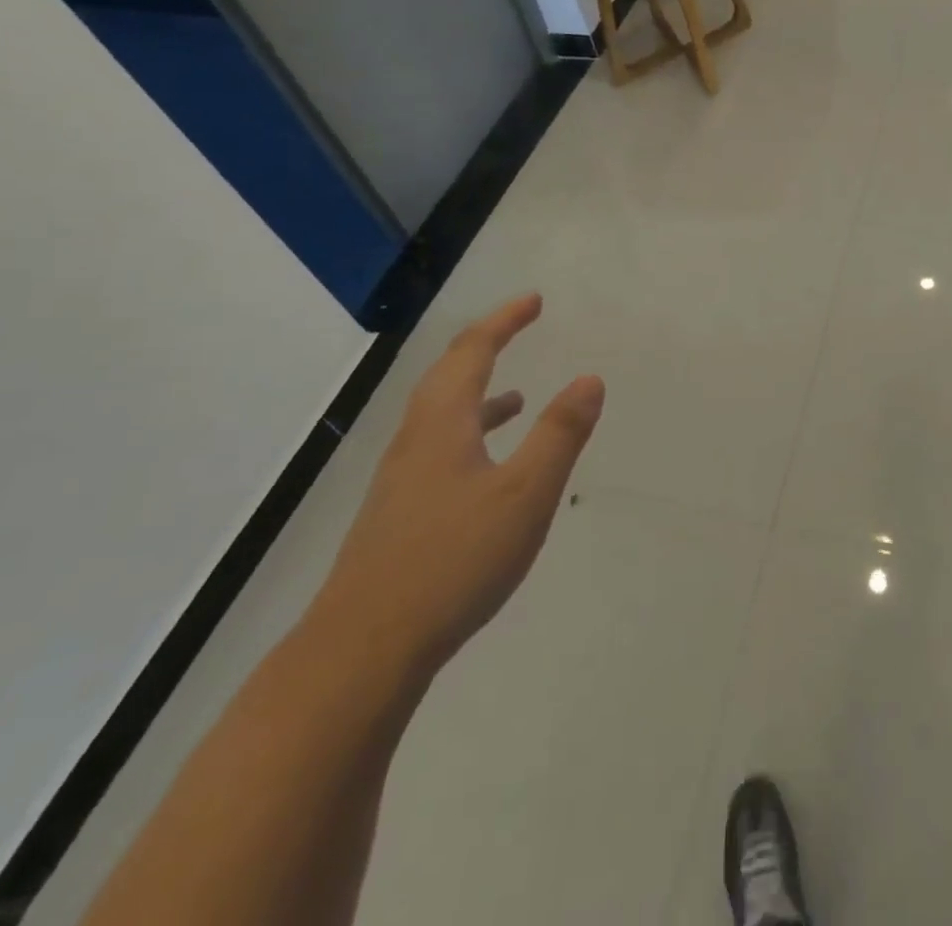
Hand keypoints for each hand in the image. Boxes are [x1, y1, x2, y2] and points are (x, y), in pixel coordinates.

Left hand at [308, 295, 603, 679]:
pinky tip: (488, 469)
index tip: (534, 301)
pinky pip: (439, 450)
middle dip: (487, 344)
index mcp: (443, 425)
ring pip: (441, 417)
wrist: (361, 650)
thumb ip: (560, 434)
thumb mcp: (525, 493)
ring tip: (517, 396)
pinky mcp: (399, 515)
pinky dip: (470, 436)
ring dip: (478, 392)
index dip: (504, 321)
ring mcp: (401, 481)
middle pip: (448, 375)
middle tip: (521, 326)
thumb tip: (590, 378)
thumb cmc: (453, 560)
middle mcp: (416, 441)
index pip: (472, 352)